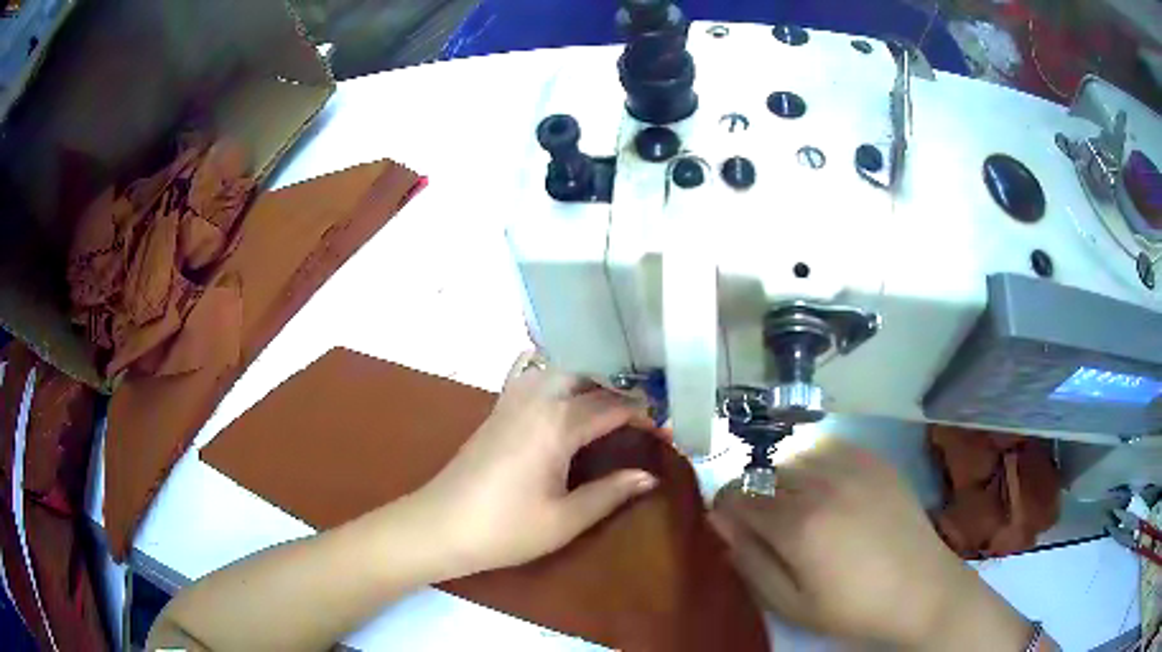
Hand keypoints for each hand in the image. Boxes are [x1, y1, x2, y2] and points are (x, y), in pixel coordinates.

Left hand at [413, 352, 660, 576]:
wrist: (441, 525)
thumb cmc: (505, 529)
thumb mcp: (565, 519)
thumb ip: (610, 492)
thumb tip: (650, 476)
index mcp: (557, 424)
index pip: (613, 406)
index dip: (644, 415)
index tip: (665, 429)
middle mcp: (536, 399)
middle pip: (586, 375)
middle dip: (618, 388)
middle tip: (640, 412)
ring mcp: (511, 400)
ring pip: (557, 367)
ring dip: (587, 376)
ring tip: (609, 398)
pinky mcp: (496, 409)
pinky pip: (529, 373)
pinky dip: (551, 370)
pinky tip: (559, 387)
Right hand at [710, 439, 1032, 649]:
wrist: (921, 589)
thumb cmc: (852, 607)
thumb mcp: (790, 604)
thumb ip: (750, 561)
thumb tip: (720, 522)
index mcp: (799, 525)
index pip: (738, 495)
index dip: (724, 508)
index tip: (730, 526)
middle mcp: (823, 484)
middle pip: (765, 471)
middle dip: (754, 495)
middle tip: (768, 525)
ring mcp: (854, 466)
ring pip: (796, 452)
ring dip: (784, 475)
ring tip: (798, 504)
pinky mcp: (876, 460)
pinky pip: (830, 444)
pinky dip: (816, 459)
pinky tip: (827, 485)